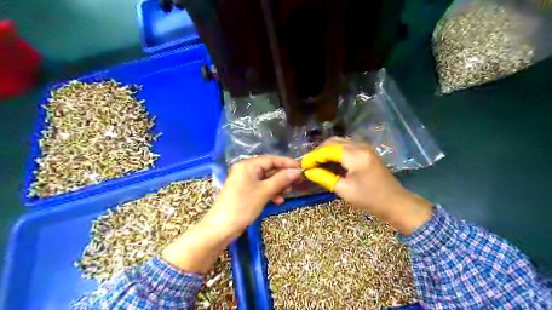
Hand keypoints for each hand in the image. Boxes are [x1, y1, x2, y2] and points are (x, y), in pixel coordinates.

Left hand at [162, 156, 301, 271]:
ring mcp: (244, 181)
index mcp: (248, 165)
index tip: (300, 168)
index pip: (271, 159)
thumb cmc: (243, 205)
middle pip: (268, 169)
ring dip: (277, 185)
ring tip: (288, 192)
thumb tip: (297, 171)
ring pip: (265, 179)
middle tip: (296, 182)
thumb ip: (281, 179)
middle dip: (282, 176)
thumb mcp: (265, 191)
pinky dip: (270, 192)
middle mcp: (246, 170)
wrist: (222, 227)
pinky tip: (277, 200)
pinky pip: (260, 187)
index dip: (286, 163)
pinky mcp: (244, 191)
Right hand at [301, 138, 434, 234]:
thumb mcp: (344, 190)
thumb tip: (308, 171)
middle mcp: (360, 146)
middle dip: (318, 151)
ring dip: (326, 151)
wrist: (395, 203)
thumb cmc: (370, 199)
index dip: (313, 156)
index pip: (328, 149)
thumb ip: (324, 178)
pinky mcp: (366, 152)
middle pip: (333, 142)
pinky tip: (328, 162)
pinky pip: (346, 147)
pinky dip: (335, 152)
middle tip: (308, 163)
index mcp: (355, 155)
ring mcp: (364, 148)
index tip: (302, 164)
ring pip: (339, 143)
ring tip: (315, 162)